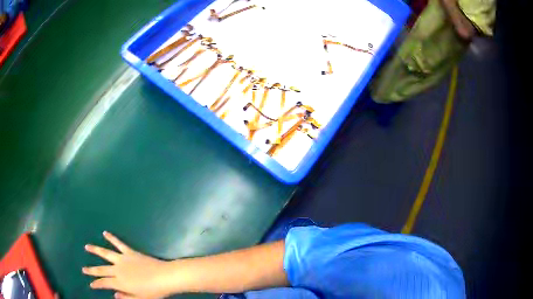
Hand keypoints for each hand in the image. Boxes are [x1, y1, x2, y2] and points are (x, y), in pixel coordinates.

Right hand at [83, 231, 172, 298]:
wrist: (165, 277)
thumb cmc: (154, 292)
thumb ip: (126, 297)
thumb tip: (115, 295)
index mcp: (120, 282)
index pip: (104, 283)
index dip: (97, 284)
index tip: (91, 284)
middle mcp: (118, 270)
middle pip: (101, 270)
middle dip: (92, 270)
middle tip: (83, 269)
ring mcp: (123, 259)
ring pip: (105, 253)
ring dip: (95, 250)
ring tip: (87, 246)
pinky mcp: (130, 252)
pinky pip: (119, 243)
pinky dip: (112, 238)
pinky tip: (105, 233)